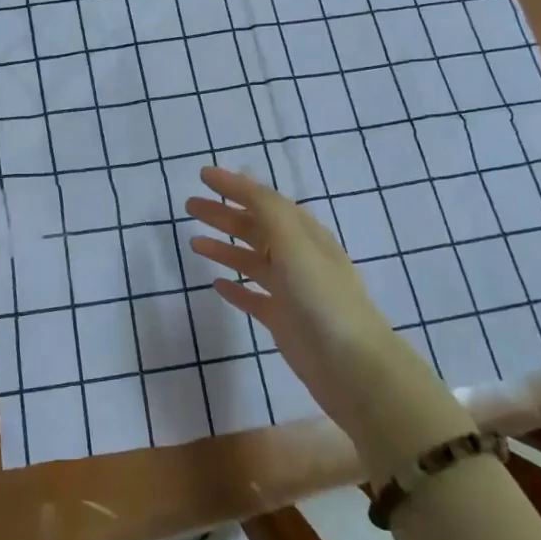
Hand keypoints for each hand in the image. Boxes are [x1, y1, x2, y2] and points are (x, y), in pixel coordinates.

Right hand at [185, 167, 468, 465]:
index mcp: (303, 233)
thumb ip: (267, 209)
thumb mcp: (294, 242)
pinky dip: (234, 287)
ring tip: (194, 242)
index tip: (203, 175)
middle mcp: (297, 256)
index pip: (263, 200)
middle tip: (189, 206)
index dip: (234, 186)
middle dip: (223, 214)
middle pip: (254, 227)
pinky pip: (253, 296)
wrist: (351, 364)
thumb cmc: (321, 296)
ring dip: (223, 247)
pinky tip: (215, 284)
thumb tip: (242, 180)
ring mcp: (290, 289)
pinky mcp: (282, 320)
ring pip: (250, 260)